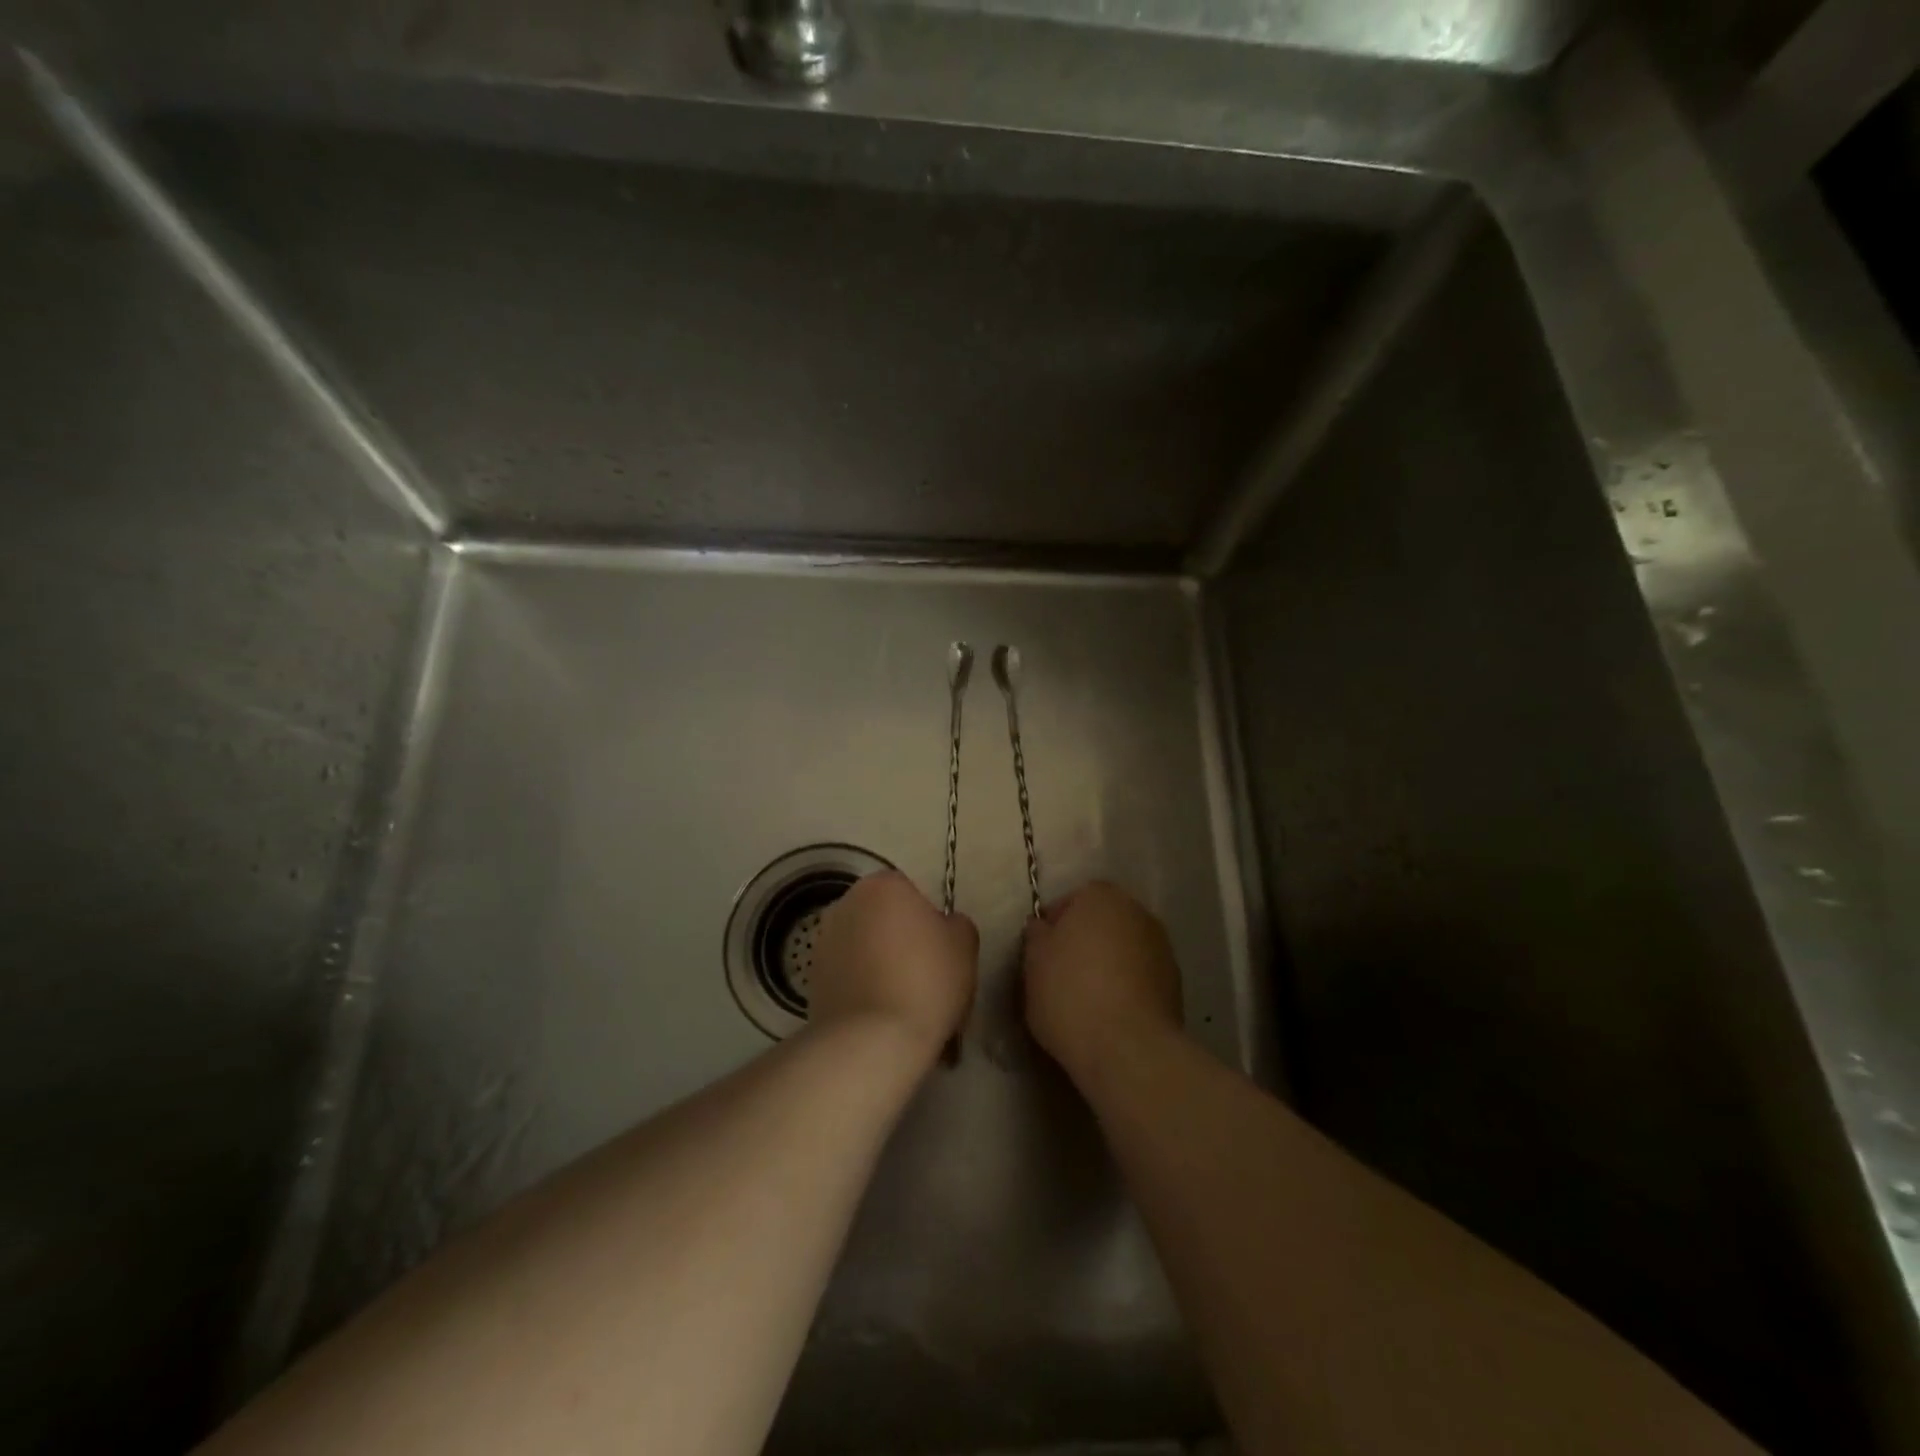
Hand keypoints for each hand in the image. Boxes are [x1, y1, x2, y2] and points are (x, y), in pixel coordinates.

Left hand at [809, 870, 977, 1063]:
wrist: (873, 1040)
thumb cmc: (926, 980)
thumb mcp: (965, 943)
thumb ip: (955, 923)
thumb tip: (942, 927)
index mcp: (883, 885)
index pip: (911, 893)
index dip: (928, 923)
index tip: (940, 954)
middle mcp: (846, 903)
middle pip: (882, 918)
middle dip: (899, 941)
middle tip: (923, 977)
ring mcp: (823, 941)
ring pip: (863, 948)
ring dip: (879, 965)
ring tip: (901, 1004)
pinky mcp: (811, 978)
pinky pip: (848, 976)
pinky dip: (862, 990)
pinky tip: (880, 1018)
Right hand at [1023, 880, 1183, 1087]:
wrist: (1128, 1048)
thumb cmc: (1070, 993)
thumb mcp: (1034, 961)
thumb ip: (1037, 935)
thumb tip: (1043, 927)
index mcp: (1101, 896)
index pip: (1071, 900)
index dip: (1053, 927)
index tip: (1040, 955)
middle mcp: (1137, 912)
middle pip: (1102, 922)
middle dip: (1084, 942)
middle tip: (1061, 975)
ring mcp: (1162, 948)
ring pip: (1124, 950)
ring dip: (1108, 965)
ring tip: (1087, 1000)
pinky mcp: (1176, 984)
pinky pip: (1141, 977)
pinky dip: (1127, 988)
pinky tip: (1111, 1015)